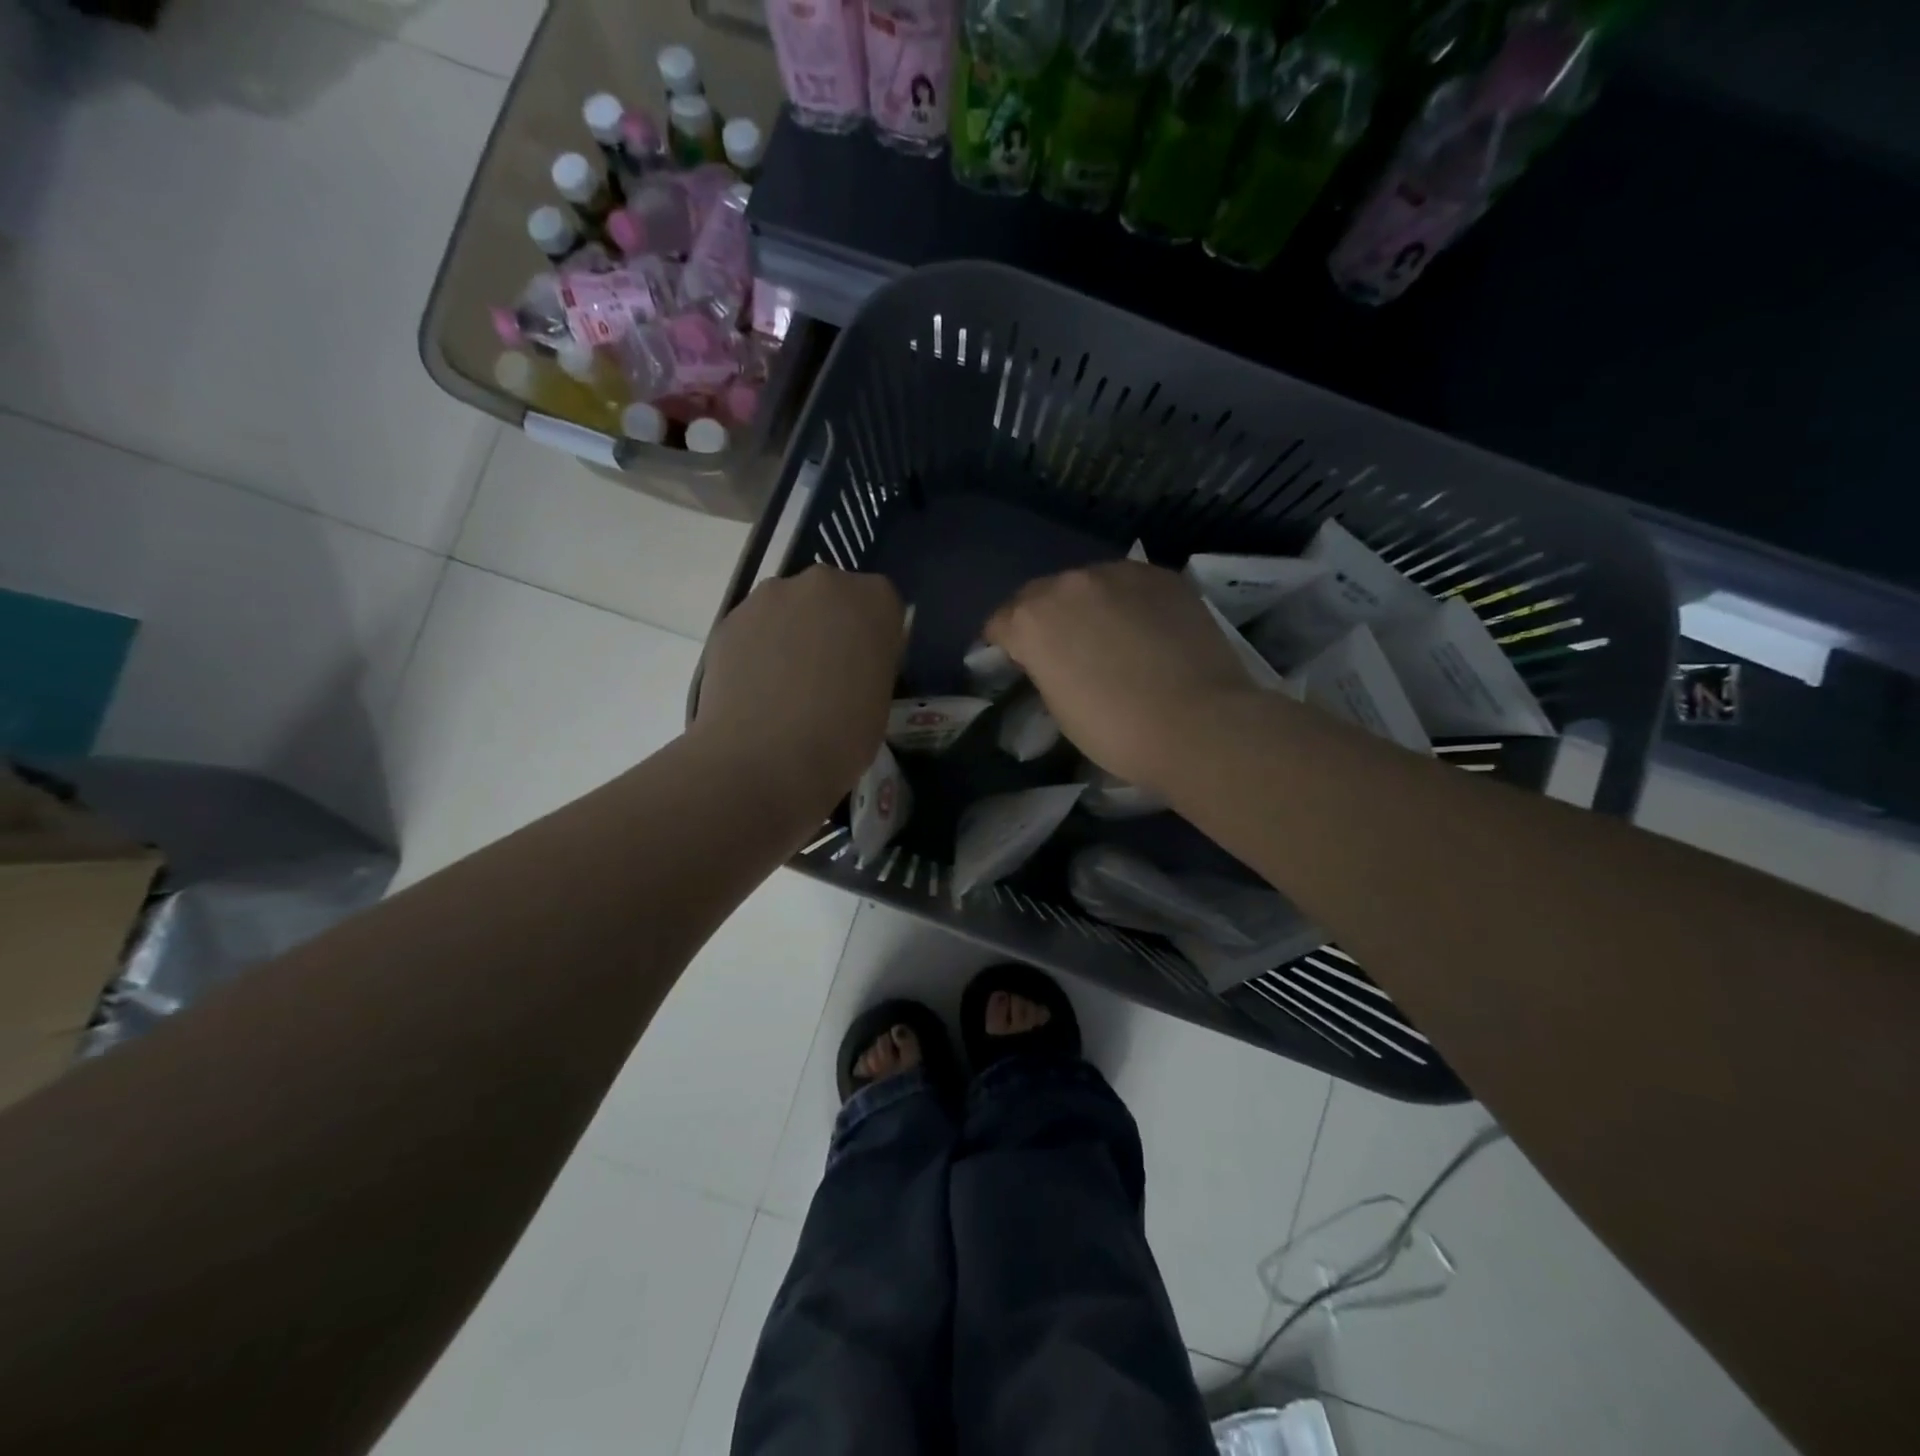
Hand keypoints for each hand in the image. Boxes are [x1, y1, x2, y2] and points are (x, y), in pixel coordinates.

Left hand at [695, 566, 904, 815]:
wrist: (764, 760)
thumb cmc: (842, 737)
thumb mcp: (880, 699)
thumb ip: (871, 664)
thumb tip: (853, 664)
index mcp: (874, 600)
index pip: (882, 606)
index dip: (874, 638)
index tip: (866, 669)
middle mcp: (823, 583)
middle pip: (832, 598)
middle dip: (830, 627)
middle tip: (827, 675)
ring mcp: (770, 596)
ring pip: (789, 609)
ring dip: (791, 634)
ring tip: (784, 687)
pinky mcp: (730, 619)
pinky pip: (755, 629)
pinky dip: (758, 650)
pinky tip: (756, 691)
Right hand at [986, 562, 1256, 792]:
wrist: (1200, 724)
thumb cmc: (1117, 731)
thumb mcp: (1058, 706)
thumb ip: (1044, 668)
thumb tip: (1052, 658)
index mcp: (1032, 619)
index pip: (1000, 622)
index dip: (1004, 644)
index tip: (1016, 663)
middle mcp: (1070, 583)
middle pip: (1043, 594)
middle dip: (1045, 619)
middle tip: (1063, 651)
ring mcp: (1120, 573)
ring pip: (1089, 584)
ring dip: (1088, 606)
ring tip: (1109, 638)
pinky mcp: (1163, 576)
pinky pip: (1131, 585)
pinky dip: (1128, 603)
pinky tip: (1145, 631)